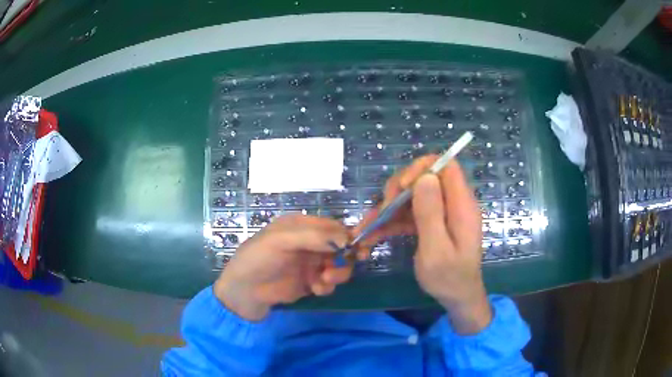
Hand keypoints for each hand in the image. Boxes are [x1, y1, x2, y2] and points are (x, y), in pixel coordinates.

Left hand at [214, 215, 351, 320]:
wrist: (244, 292)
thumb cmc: (258, 259)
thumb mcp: (280, 240)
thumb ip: (313, 236)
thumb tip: (346, 239)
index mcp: (302, 226)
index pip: (333, 226)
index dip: (349, 235)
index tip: (360, 248)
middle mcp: (310, 243)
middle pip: (341, 247)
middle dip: (346, 256)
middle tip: (349, 263)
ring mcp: (311, 264)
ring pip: (339, 265)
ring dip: (337, 273)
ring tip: (323, 280)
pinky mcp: (310, 282)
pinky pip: (330, 283)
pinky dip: (326, 286)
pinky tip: (315, 289)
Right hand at [353, 156, 490, 333]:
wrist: (457, 298)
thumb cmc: (449, 278)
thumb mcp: (437, 250)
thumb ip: (431, 214)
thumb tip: (425, 177)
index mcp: (461, 205)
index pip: (445, 166)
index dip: (421, 168)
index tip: (402, 187)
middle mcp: (452, 203)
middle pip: (424, 178)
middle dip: (399, 190)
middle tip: (383, 211)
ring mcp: (442, 213)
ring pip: (412, 197)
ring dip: (389, 209)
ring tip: (367, 228)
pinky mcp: (432, 223)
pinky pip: (410, 214)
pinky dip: (391, 223)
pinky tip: (372, 236)